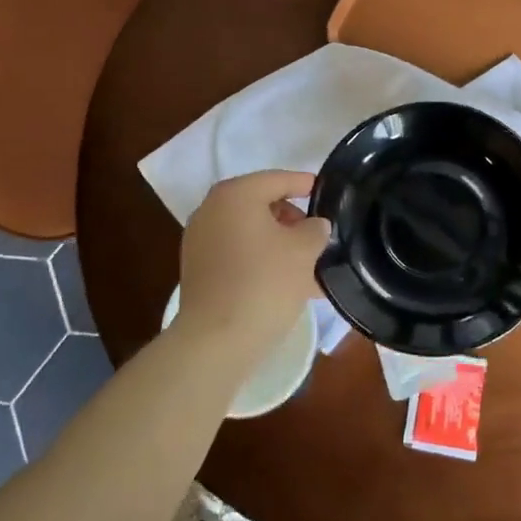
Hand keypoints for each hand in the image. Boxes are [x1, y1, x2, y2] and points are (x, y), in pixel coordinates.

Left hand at [178, 171, 329, 365]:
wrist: (216, 341)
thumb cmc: (265, 283)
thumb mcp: (303, 251)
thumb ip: (314, 229)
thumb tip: (314, 225)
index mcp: (235, 194)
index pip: (276, 179)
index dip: (302, 183)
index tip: (323, 190)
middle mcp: (211, 210)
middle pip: (259, 203)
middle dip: (290, 217)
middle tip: (315, 234)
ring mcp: (199, 241)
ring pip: (248, 231)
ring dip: (276, 241)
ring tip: (306, 263)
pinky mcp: (197, 270)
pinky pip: (236, 253)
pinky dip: (259, 259)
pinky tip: (284, 281)